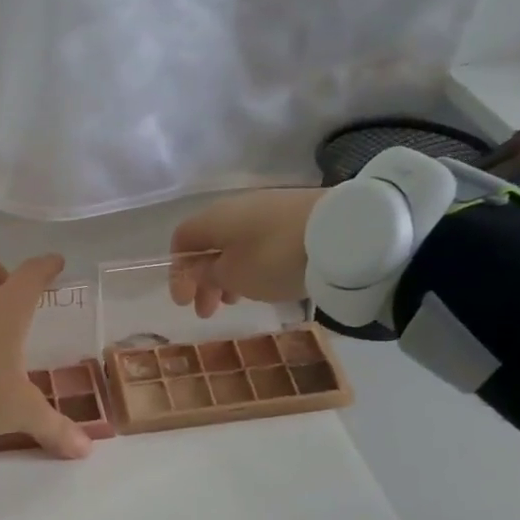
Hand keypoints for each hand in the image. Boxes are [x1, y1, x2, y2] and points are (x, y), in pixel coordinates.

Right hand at [168, 189, 323, 316]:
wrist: (341, 233)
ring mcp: (268, 209)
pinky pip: (258, 242)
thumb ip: (208, 274)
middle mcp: (236, 208)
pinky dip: (251, 265)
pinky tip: (262, 283)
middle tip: (207, 311)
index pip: (182, 240)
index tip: (184, 302)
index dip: (178, 272)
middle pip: (209, 244)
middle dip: (203, 280)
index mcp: (214, 218)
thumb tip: (200, 269)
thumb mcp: (234, 275)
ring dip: (227, 275)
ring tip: (234, 302)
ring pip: (235, 245)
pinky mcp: (294, 216)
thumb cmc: (274, 258)